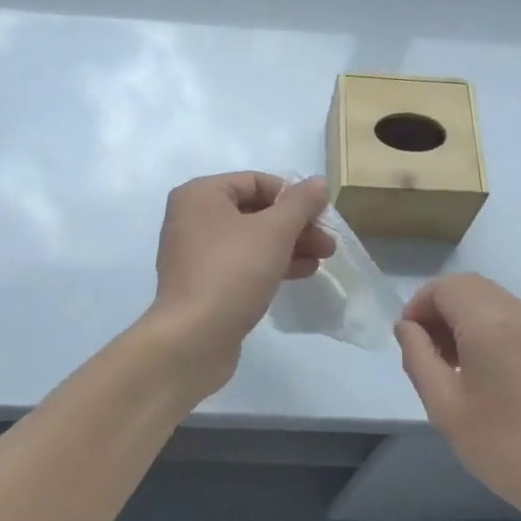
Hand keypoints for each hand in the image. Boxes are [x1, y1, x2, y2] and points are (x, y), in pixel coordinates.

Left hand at [149, 173, 334, 388]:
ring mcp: (195, 253)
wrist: (193, 338)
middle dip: (295, 225)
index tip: (321, 214)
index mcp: (201, 195)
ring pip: (251, 239)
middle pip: (254, 211)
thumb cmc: (232, 271)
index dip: (292, 195)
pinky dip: (270, 263)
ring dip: (288, 245)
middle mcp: (192, 218)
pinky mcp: (202, 283)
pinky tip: (302, 273)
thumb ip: (300, 203)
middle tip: (328, 242)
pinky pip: (241, 263)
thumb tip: (319, 182)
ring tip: (323, 258)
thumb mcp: (274, 231)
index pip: (255, 182)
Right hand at [396, 274, 520, 520]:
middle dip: (442, 309)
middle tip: (430, 352)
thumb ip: (418, 356)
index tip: (410, 341)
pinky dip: (494, 330)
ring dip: (467, 319)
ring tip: (458, 366)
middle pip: (470, 287)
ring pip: (495, 301)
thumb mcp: (444, 406)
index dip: (419, 306)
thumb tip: (408, 327)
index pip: (445, 287)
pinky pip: (518, 321)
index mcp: (490, 322)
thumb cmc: (504, 446)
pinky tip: (492, 375)